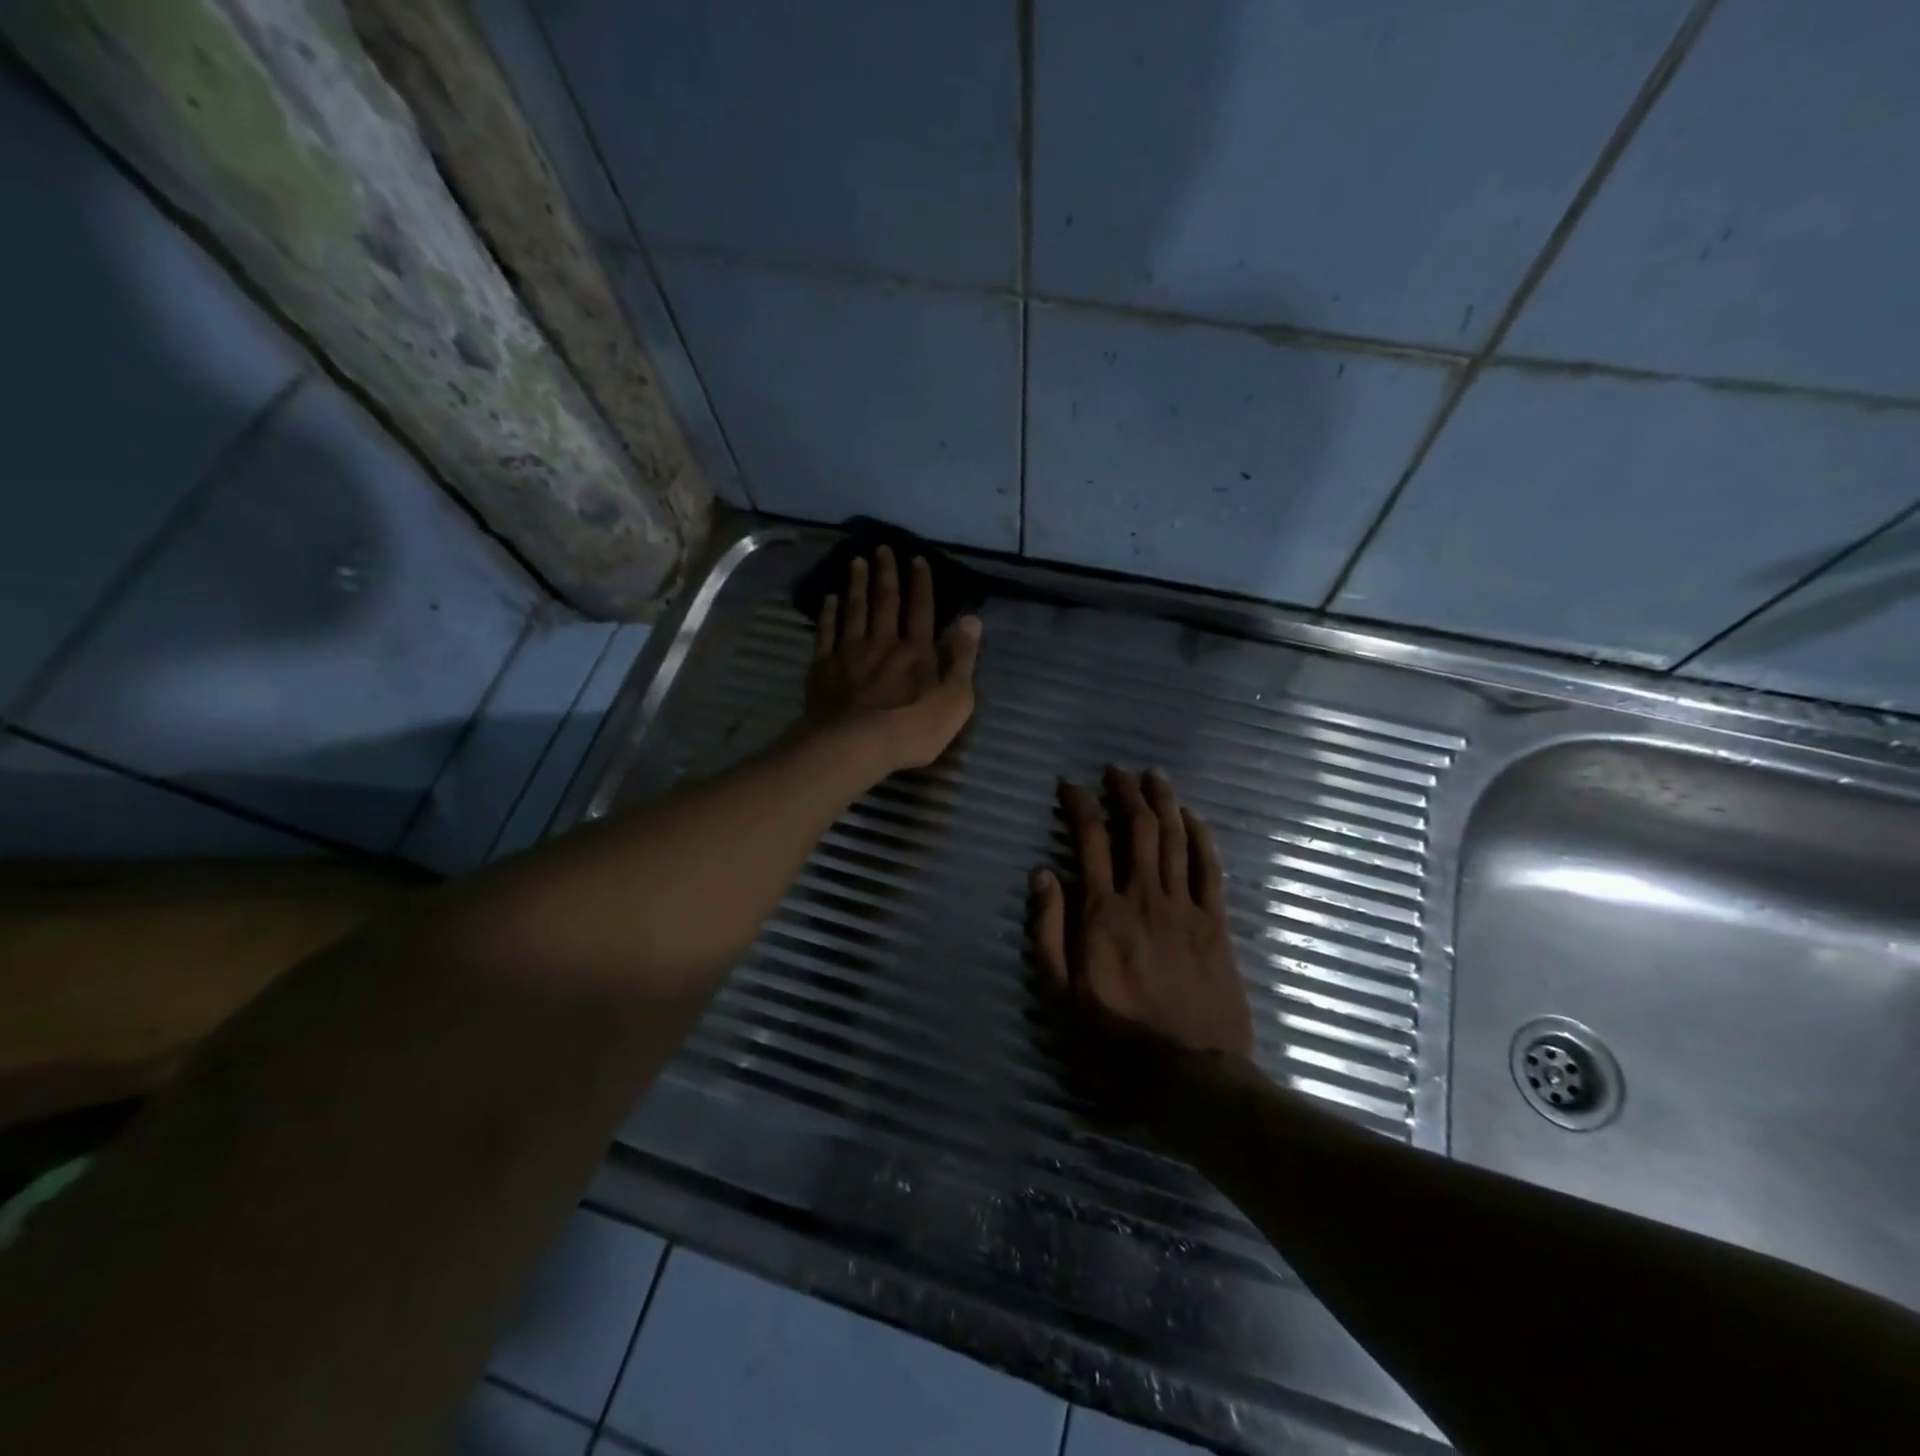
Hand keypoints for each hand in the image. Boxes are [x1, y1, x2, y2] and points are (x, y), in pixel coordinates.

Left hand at [805, 546, 982, 773]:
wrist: (855, 745)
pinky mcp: (824, 668)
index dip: (921, 583)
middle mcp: (883, 642)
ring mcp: (849, 653)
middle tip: (881, 548)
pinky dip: (828, 614)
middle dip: (885, 573)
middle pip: (884, 601)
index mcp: (916, 651)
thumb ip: (963, 659)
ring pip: (854, 610)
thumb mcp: (955, 699)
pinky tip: (829, 599)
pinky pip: (826, 633)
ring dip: (856, 584)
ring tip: (856, 562)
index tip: (916, 559)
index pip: (921, 609)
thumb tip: (971, 620)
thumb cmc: (913, 728)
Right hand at [1029, 768, 1252, 1114]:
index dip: (1079, 804)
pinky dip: (1202, 837)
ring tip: (1153, 776)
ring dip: (1163, 802)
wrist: (1189, 1078)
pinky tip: (1194, 817)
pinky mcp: (1216, 925)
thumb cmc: (1112, 1041)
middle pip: (1138, 827)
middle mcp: (1145, 897)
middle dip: (1125, 792)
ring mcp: (1186, 908)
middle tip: (1115, 770)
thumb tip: (1043, 874)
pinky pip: (1210, 869)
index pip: (1089, 839)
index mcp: (1102, 912)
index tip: (1070, 785)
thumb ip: (1048, 932)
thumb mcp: (1058, 995)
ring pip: (1175, 838)